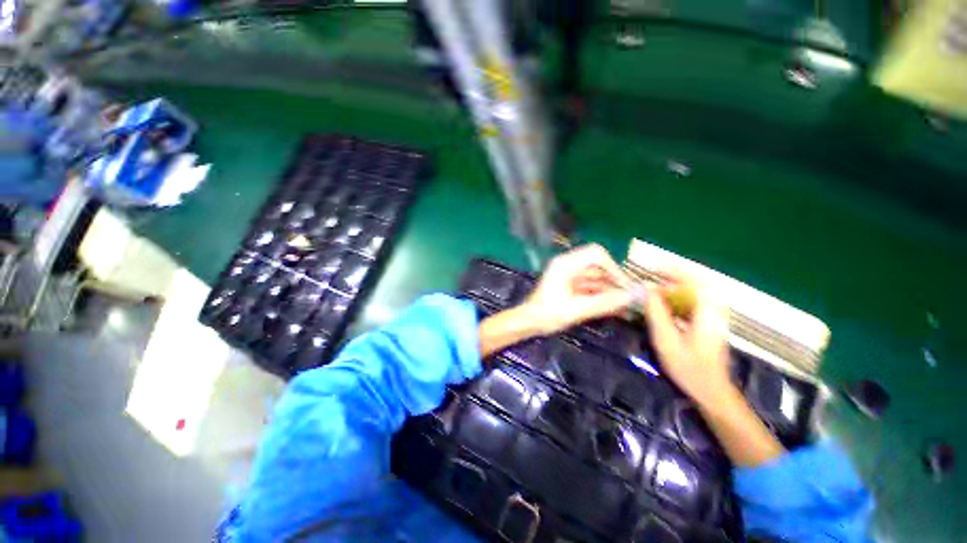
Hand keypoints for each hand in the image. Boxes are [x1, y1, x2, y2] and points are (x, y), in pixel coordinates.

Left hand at [520, 244, 631, 335]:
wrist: (528, 324)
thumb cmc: (547, 314)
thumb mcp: (576, 309)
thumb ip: (605, 302)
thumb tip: (634, 296)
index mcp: (566, 264)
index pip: (596, 254)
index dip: (614, 268)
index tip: (626, 286)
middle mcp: (569, 266)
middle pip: (599, 268)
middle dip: (616, 282)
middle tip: (633, 299)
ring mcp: (570, 277)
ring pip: (598, 280)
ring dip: (613, 292)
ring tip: (630, 307)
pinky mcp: (572, 288)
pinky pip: (592, 289)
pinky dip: (604, 298)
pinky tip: (619, 310)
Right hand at [643, 272, 733, 405]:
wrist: (712, 391)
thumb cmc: (689, 368)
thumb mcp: (667, 341)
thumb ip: (657, 313)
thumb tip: (648, 290)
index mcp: (708, 314)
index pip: (695, 281)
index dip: (674, 271)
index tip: (654, 267)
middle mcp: (716, 310)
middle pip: (699, 282)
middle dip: (674, 275)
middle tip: (653, 275)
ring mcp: (716, 316)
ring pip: (698, 291)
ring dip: (677, 285)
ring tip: (656, 287)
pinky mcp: (711, 322)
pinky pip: (697, 300)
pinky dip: (681, 296)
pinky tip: (667, 302)